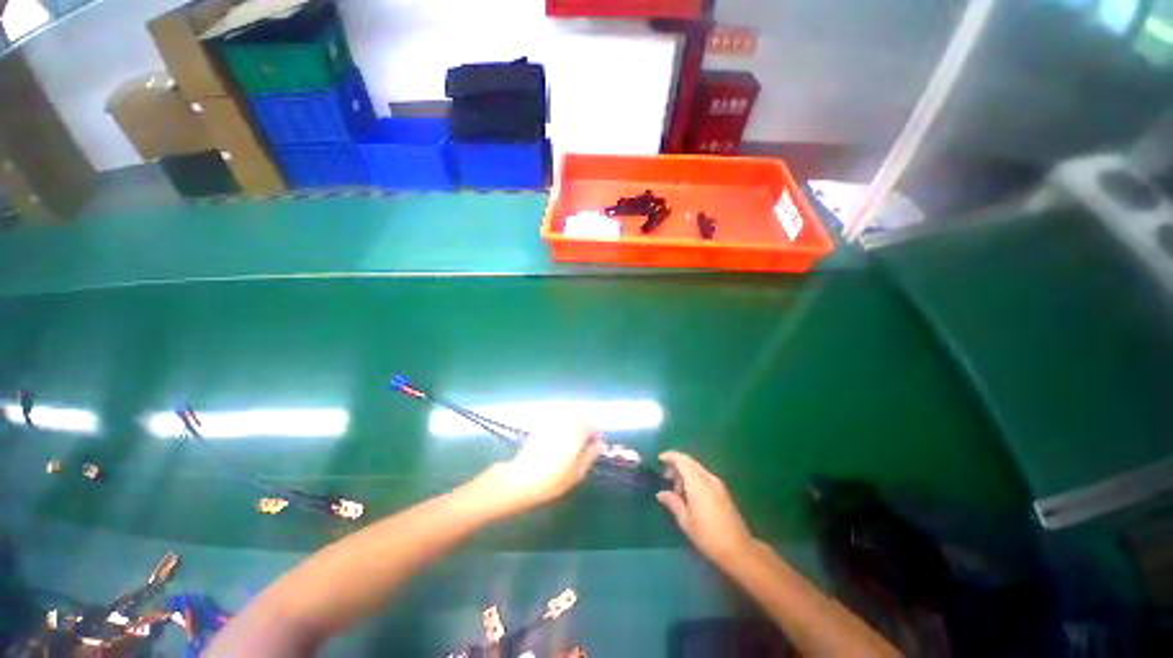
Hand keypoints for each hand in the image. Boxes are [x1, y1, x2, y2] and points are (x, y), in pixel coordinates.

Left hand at [478, 424, 602, 517]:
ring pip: (568, 415)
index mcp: (577, 432)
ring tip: (572, 441)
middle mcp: (566, 422)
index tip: (595, 444)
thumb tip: (600, 444)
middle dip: (585, 423)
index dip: (595, 433)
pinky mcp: (541, 426)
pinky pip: (557, 419)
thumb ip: (590, 455)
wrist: (521, 479)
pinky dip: (561, 425)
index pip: (593, 424)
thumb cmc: (553, 480)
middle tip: (584, 441)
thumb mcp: (577, 472)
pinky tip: (558, 441)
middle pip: (581, 414)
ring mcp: (552, 423)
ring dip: (574, 423)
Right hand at [657, 451, 754, 564]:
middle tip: (665, 475)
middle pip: (690, 462)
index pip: (682, 460)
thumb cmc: (708, 535)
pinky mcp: (722, 492)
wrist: (738, 549)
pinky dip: (693, 479)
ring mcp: (717, 484)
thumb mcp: (686, 521)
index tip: (659, 459)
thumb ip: (673, 502)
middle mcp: (708, 479)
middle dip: (676, 464)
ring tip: (675, 489)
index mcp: (698, 483)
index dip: (670, 456)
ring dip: (685, 473)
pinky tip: (689, 494)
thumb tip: (661, 493)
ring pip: (697, 469)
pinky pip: (704, 477)